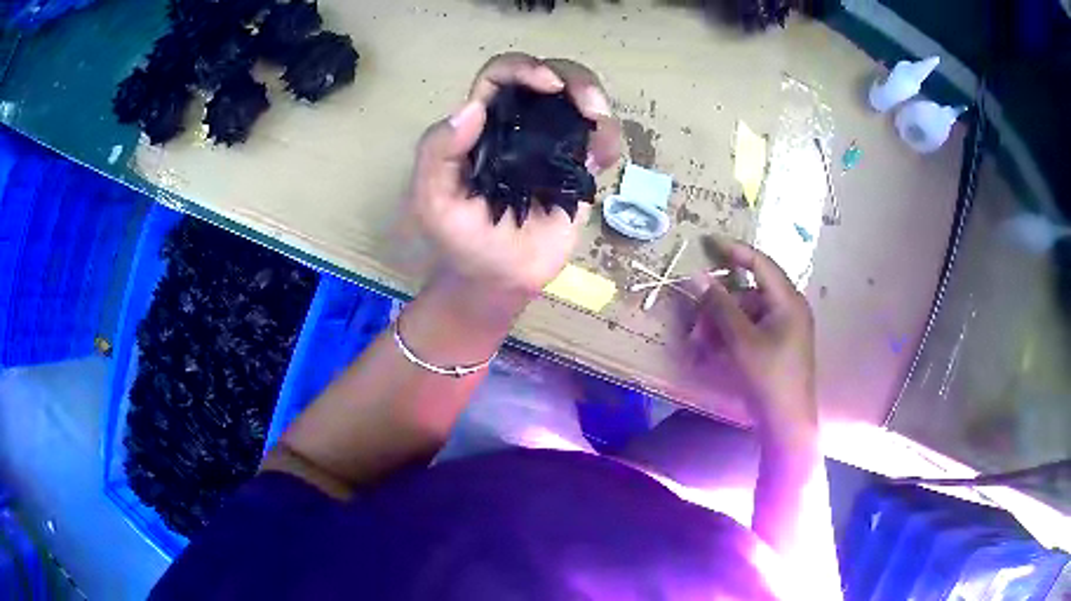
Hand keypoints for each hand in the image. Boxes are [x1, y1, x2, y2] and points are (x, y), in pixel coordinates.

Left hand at [406, 53, 621, 316]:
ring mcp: (552, 145)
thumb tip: (472, 107)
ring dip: (598, 105)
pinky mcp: (577, 169)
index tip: (549, 85)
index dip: (524, 68)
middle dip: (574, 80)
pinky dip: (609, 138)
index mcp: (482, 125)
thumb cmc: (461, 241)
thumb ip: (437, 153)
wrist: (498, 280)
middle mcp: (518, 125)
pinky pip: (600, 138)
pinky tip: (605, 160)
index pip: (501, 77)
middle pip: (551, 76)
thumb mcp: (432, 201)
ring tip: (599, 140)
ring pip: (580, 101)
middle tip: (589, 107)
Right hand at [690, 239, 816, 443]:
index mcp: (788, 300)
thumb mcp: (741, 340)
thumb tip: (699, 276)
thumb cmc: (768, 377)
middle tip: (696, 320)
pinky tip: (715, 351)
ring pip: (748, 313)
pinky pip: (752, 330)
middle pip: (750, 292)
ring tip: (701, 343)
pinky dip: (733, 336)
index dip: (733, 250)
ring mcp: (785, 328)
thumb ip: (720, 305)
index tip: (707, 242)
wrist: (787, 422)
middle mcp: (790, 308)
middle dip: (720, 304)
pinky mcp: (779, 345)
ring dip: (722, 323)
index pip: (760, 262)